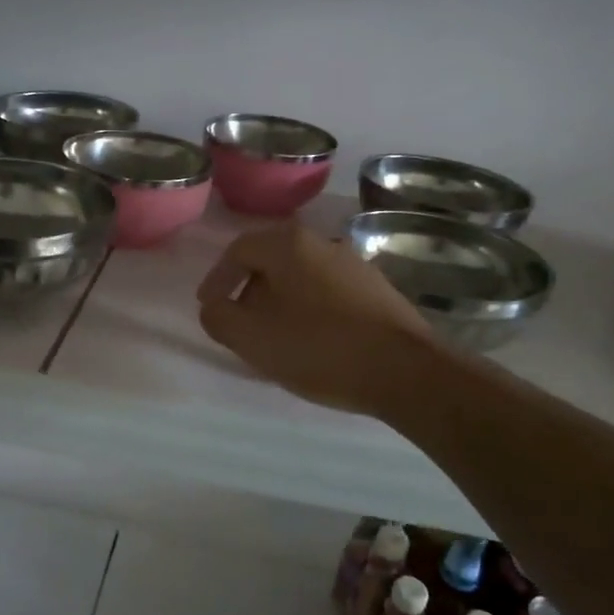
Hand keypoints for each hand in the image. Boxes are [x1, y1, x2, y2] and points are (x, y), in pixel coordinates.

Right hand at [196, 222, 438, 415]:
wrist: (404, 371)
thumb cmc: (319, 348)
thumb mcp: (254, 338)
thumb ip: (220, 318)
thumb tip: (214, 307)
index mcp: (289, 245)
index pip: (239, 250)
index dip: (217, 278)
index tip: (209, 306)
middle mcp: (323, 243)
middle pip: (272, 259)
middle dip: (249, 289)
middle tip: (240, 321)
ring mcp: (354, 264)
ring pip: (302, 275)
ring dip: (280, 300)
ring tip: (275, 335)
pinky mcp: (377, 289)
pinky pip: (328, 291)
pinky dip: (309, 308)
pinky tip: (312, 340)